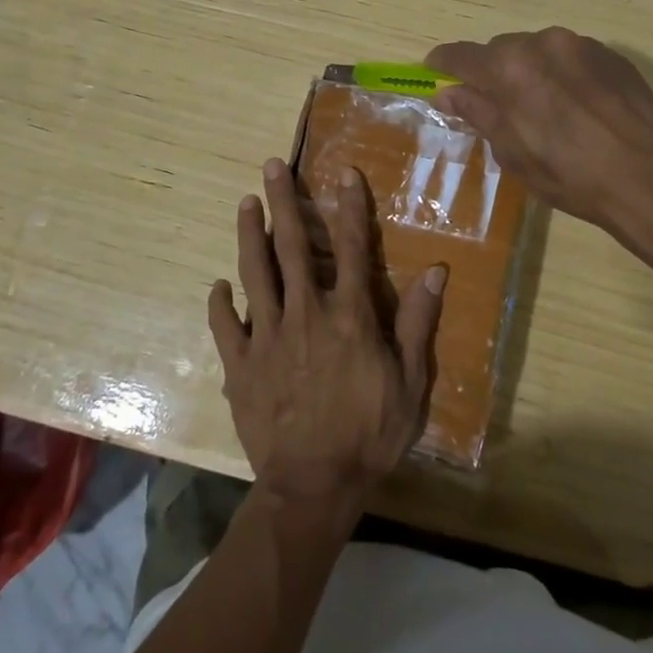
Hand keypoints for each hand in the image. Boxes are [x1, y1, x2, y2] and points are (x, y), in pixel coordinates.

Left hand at [207, 157, 446, 511]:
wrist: (315, 485)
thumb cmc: (370, 434)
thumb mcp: (410, 383)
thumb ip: (418, 323)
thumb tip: (435, 271)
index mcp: (348, 316)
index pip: (350, 248)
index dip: (349, 207)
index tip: (343, 173)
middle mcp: (305, 314)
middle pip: (291, 247)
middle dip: (282, 202)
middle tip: (270, 167)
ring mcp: (268, 338)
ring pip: (254, 274)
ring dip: (248, 235)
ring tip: (244, 203)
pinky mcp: (241, 365)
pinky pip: (226, 326)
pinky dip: (220, 304)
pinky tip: (217, 286)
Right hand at [426, 27, 652, 237]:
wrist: (648, 176)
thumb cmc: (569, 173)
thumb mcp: (512, 152)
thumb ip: (478, 113)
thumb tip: (447, 92)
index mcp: (509, 67)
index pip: (462, 55)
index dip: (444, 63)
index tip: (435, 71)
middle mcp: (542, 43)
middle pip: (501, 49)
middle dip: (492, 71)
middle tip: (496, 104)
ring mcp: (581, 45)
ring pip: (538, 50)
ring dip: (529, 70)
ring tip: (542, 106)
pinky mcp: (612, 55)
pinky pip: (572, 56)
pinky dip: (562, 73)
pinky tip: (575, 105)